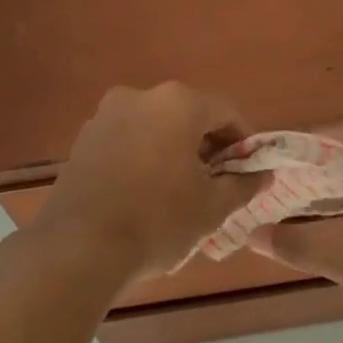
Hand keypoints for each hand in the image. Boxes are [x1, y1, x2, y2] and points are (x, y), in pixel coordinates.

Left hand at [33, 83, 263, 283]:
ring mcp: (105, 116)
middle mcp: (139, 97)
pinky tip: (146, 193)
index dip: (244, 141)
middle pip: (188, 115)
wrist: (79, 246)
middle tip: (217, 183)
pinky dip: (144, 157)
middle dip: (207, 145)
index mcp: (177, 103)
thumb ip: (243, 185)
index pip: (226, 111)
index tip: (248, 171)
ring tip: (181, 191)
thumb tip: (263, 175)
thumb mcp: (211, 207)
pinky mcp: (83, 140)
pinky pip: (127, 141)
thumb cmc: (157, 220)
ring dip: (174, 151)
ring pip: (155, 127)